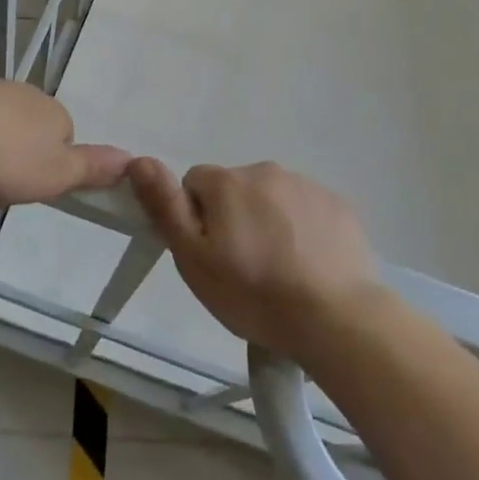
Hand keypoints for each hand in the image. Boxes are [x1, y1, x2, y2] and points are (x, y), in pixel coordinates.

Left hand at [0, 79, 129, 207]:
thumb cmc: (5, 156)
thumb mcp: (56, 174)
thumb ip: (92, 169)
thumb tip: (132, 159)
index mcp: (56, 112)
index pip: (66, 143)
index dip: (52, 170)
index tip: (32, 188)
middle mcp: (29, 95)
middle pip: (33, 135)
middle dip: (21, 161)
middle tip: (3, 187)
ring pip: (2, 129)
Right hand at [128, 158, 382, 367]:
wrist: (337, 318)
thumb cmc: (255, 293)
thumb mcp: (195, 260)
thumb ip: (166, 207)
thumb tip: (140, 161)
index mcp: (227, 182)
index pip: (195, 184)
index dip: (197, 219)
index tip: (210, 255)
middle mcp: (266, 171)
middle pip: (235, 190)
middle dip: (233, 219)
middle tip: (243, 268)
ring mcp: (307, 186)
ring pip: (272, 199)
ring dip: (268, 222)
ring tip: (280, 271)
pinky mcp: (338, 205)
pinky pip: (306, 210)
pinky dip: (302, 230)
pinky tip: (309, 265)